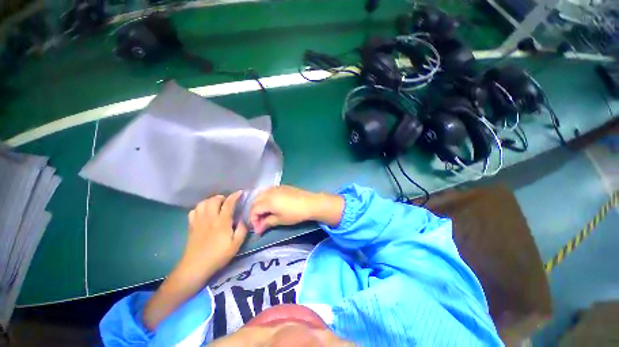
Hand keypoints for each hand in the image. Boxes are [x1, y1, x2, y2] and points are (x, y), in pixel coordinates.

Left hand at [143, 191, 247, 330]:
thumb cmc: (218, 256)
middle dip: (222, 197)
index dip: (235, 196)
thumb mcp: (236, 245)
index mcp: (222, 222)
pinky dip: (200, 208)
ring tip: (216, 204)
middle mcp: (209, 218)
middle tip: (227, 201)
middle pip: (213, 200)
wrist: (195, 267)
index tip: (240, 192)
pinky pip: (194, 211)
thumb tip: (243, 220)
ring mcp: (198, 222)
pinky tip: (204, 212)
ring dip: (210, 200)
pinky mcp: (191, 226)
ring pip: (202, 203)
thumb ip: (242, 230)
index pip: (228, 204)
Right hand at [250, 186, 343, 233]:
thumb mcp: (280, 220)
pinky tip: (271, 204)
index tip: (258, 229)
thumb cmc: (295, 213)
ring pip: (261, 194)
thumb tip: (258, 229)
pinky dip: (265, 198)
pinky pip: (268, 190)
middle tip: (260, 222)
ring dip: (259, 204)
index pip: (254, 210)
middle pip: (255, 201)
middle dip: (255, 212)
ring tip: (265, 213)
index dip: (253, 220)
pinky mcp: (282, 186)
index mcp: (267, 201)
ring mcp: (276, 187)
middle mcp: (269, 192)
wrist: (310, 203)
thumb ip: (267, 223)